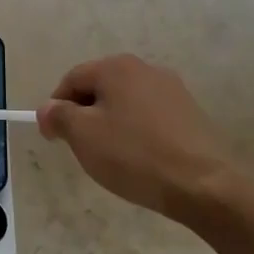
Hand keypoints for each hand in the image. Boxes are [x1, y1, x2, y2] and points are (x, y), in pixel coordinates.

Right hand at [38, 55, 250, 223]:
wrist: (205, 186)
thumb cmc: (134, 155)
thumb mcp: (82, 135)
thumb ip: (58, 115)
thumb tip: (48, 109)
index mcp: (116, 67)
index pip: (72, 79)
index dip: (56, 107)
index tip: (54, 137)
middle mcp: (146, 69)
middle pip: (100, 88)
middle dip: (85, 115)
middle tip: (81, 148)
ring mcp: (173, 90)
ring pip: (126, 103)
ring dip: (111, 124)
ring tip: (112, 157)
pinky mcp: (191, 114)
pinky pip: (150, 117)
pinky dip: (137, 133)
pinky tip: (140, 159)